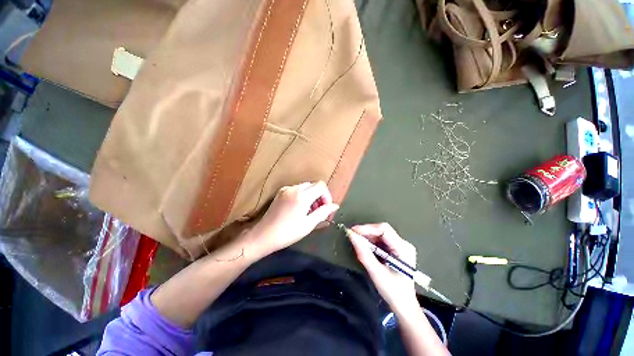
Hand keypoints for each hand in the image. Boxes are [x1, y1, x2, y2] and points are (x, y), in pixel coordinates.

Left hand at [248, 181, 338, 257]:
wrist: (264, 236)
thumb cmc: (288, 233)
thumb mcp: (309, 224)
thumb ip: (323, 212)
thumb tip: (335, 205)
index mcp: (302, 196)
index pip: (321, 186)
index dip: (327, 196)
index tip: (326, 208)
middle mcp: (294, 188)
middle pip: (314, 185)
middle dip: (320, 196)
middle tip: (319, 211)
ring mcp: (286, 189)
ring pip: (306, 187)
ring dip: (312, 196)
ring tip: (309, 211)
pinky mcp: (281, 192)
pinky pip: (297, 189)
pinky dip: (303, 196)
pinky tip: (299, 208)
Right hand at [348, 223, 417, 310]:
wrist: (404, 306)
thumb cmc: (393, 292)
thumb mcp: (376, 273)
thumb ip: (364, 253)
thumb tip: (351, 235)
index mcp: (403, 248)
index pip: (384, 229)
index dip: (367, 228)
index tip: (353, 232)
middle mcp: (404, 244)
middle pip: (382, 230)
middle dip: (366, 232)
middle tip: (352, 236)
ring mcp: (401, 246)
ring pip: (380, 234)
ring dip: (367, 237)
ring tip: (357, 242)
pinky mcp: (396, 250)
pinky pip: (381, 240)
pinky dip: (371, 242)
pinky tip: (365, 247)